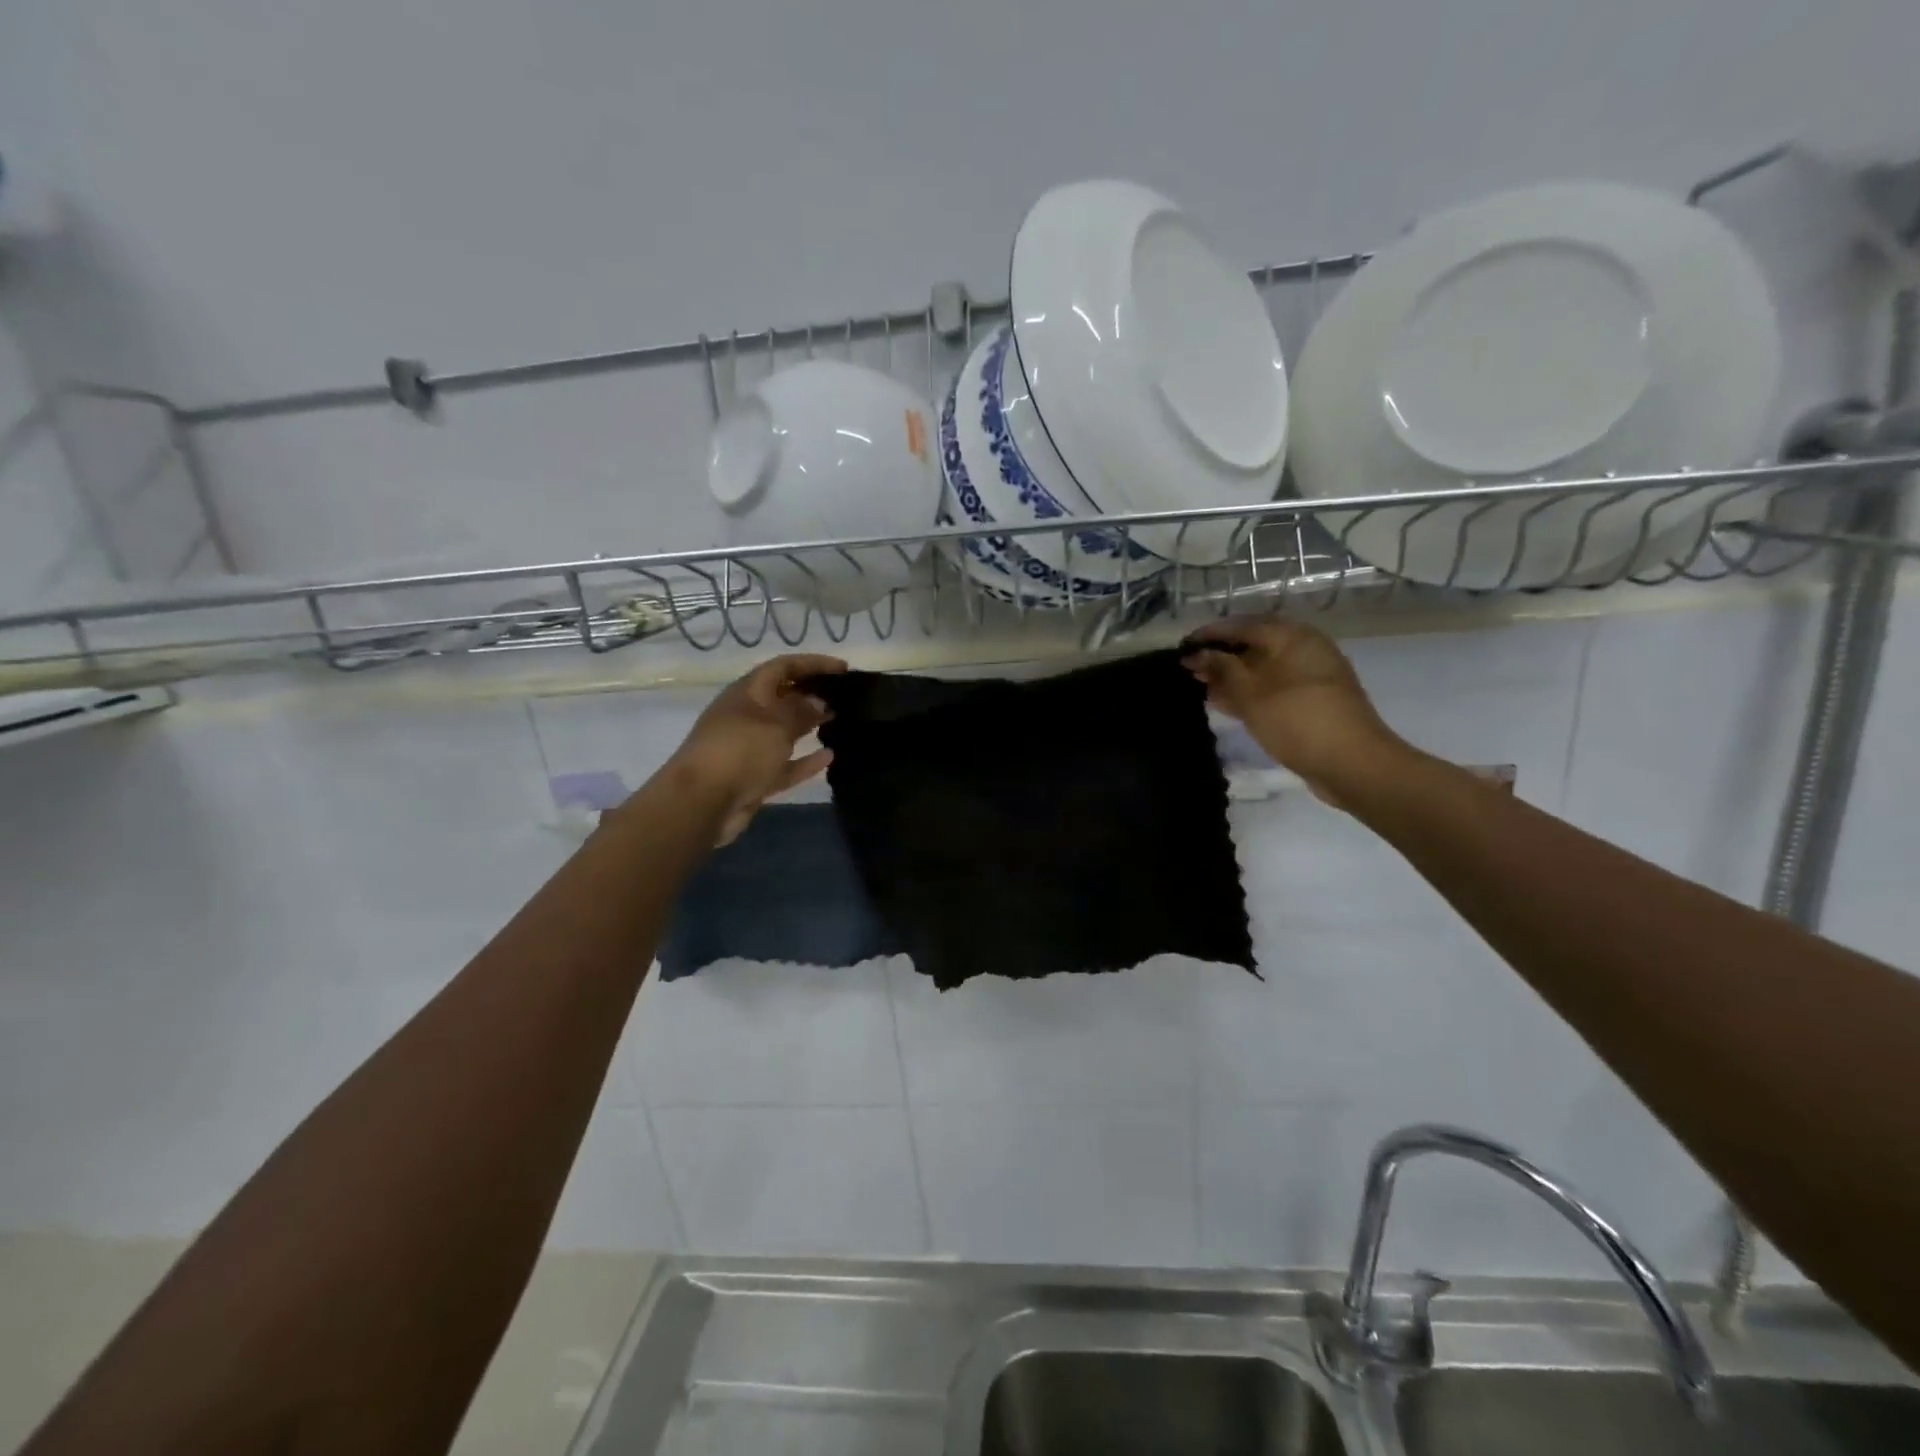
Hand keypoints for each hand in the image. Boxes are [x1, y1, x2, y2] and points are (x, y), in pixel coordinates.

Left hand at [668, 653, 847, 844]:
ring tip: (839, 721)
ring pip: (784, 731)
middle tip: (844, 696)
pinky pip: (784, 764)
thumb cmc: (740, 751)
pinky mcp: (754, 777)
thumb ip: (801, 710)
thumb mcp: (776, 724)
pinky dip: (805, 760)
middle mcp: (746, 716)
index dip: (813, 663)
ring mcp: (748, 748)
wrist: (702, 803)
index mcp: (747, 693)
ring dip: (809, 725)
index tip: (843, 669)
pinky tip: (830, 757)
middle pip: (783, 697)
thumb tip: (818, 701)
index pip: (783, 667)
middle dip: (811, 693)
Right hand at [1181, 616, 1405, 806]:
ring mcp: (1310, 676)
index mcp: (1292, 636)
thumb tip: (1197, 653)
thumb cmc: (1296, 719)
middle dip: (1220, 656)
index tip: (1182, 647)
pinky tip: (1225, 704)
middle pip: (1254, 645)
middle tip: (1189, 669)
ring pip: (1262, 669)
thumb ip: (1221, 669)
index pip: (1243, 625)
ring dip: (1232, 677)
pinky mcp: (1311, 701)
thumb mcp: (1251, 693)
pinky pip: (1272, 688)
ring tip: (1201, 688)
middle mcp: (1304, 649)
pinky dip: (1248, 692)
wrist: (1351, 764)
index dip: (1210, 634)